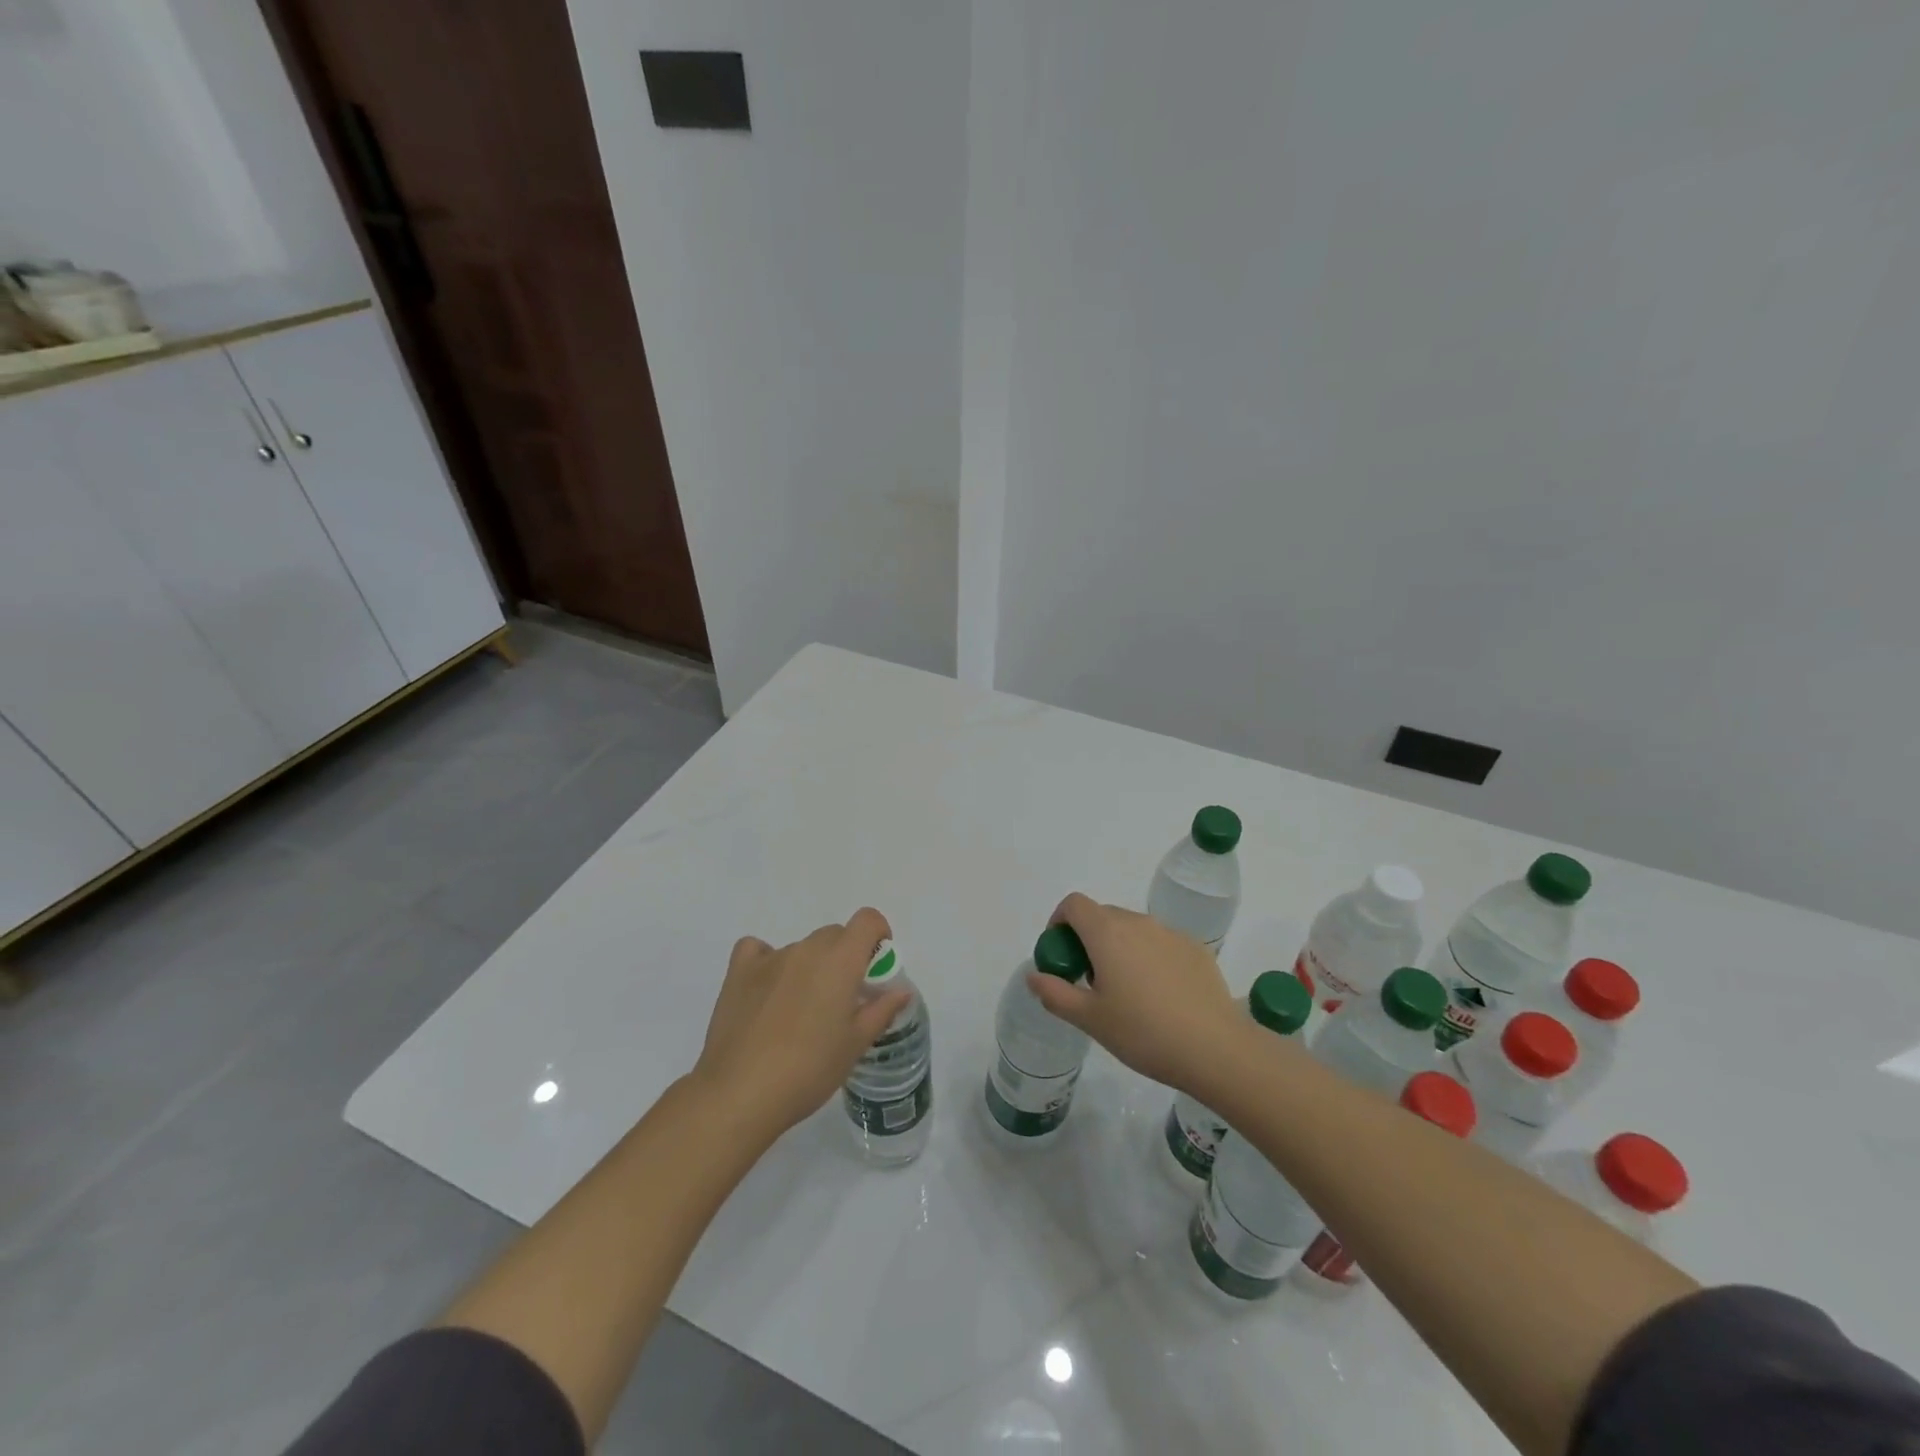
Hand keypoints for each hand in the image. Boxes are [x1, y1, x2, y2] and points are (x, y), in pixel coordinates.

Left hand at [691, 907, 912, 1137]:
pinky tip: (767, 989)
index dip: (877, 934)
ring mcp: (769, 958)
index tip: (876, 965)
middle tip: (842, 999)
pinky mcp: (738, 972)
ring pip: (801, 948)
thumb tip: (901, 991)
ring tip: (801, 1011)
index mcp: (840, 960)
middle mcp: (806, 949)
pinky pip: (758, 950)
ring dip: (810, 966)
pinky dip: (767, 961)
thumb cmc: (809, 1069)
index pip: (867, 920)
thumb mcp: (855, 1045)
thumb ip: (881, 1010)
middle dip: (845, 957)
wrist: (741, 1093)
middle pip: (835, 935)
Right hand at [1025, 892, 1241, 1093]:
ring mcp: (1171, 933)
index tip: (1061, 953)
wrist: (1215, 1049)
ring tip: (1126, 992)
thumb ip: (1055, 993)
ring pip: (1133, 929)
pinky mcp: (1196, 949)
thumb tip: (1034, 976)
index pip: (1074, 904)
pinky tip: (1160, 996)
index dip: (1060, 921)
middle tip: (1090, 980)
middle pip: (1103, 915)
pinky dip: (1150, 958)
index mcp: (1107, 933)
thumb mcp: (1090, 1019)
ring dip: (1120, 948)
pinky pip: (1161, 943)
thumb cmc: (1143, 1032)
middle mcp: (1138, 922)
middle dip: (1088, 939)